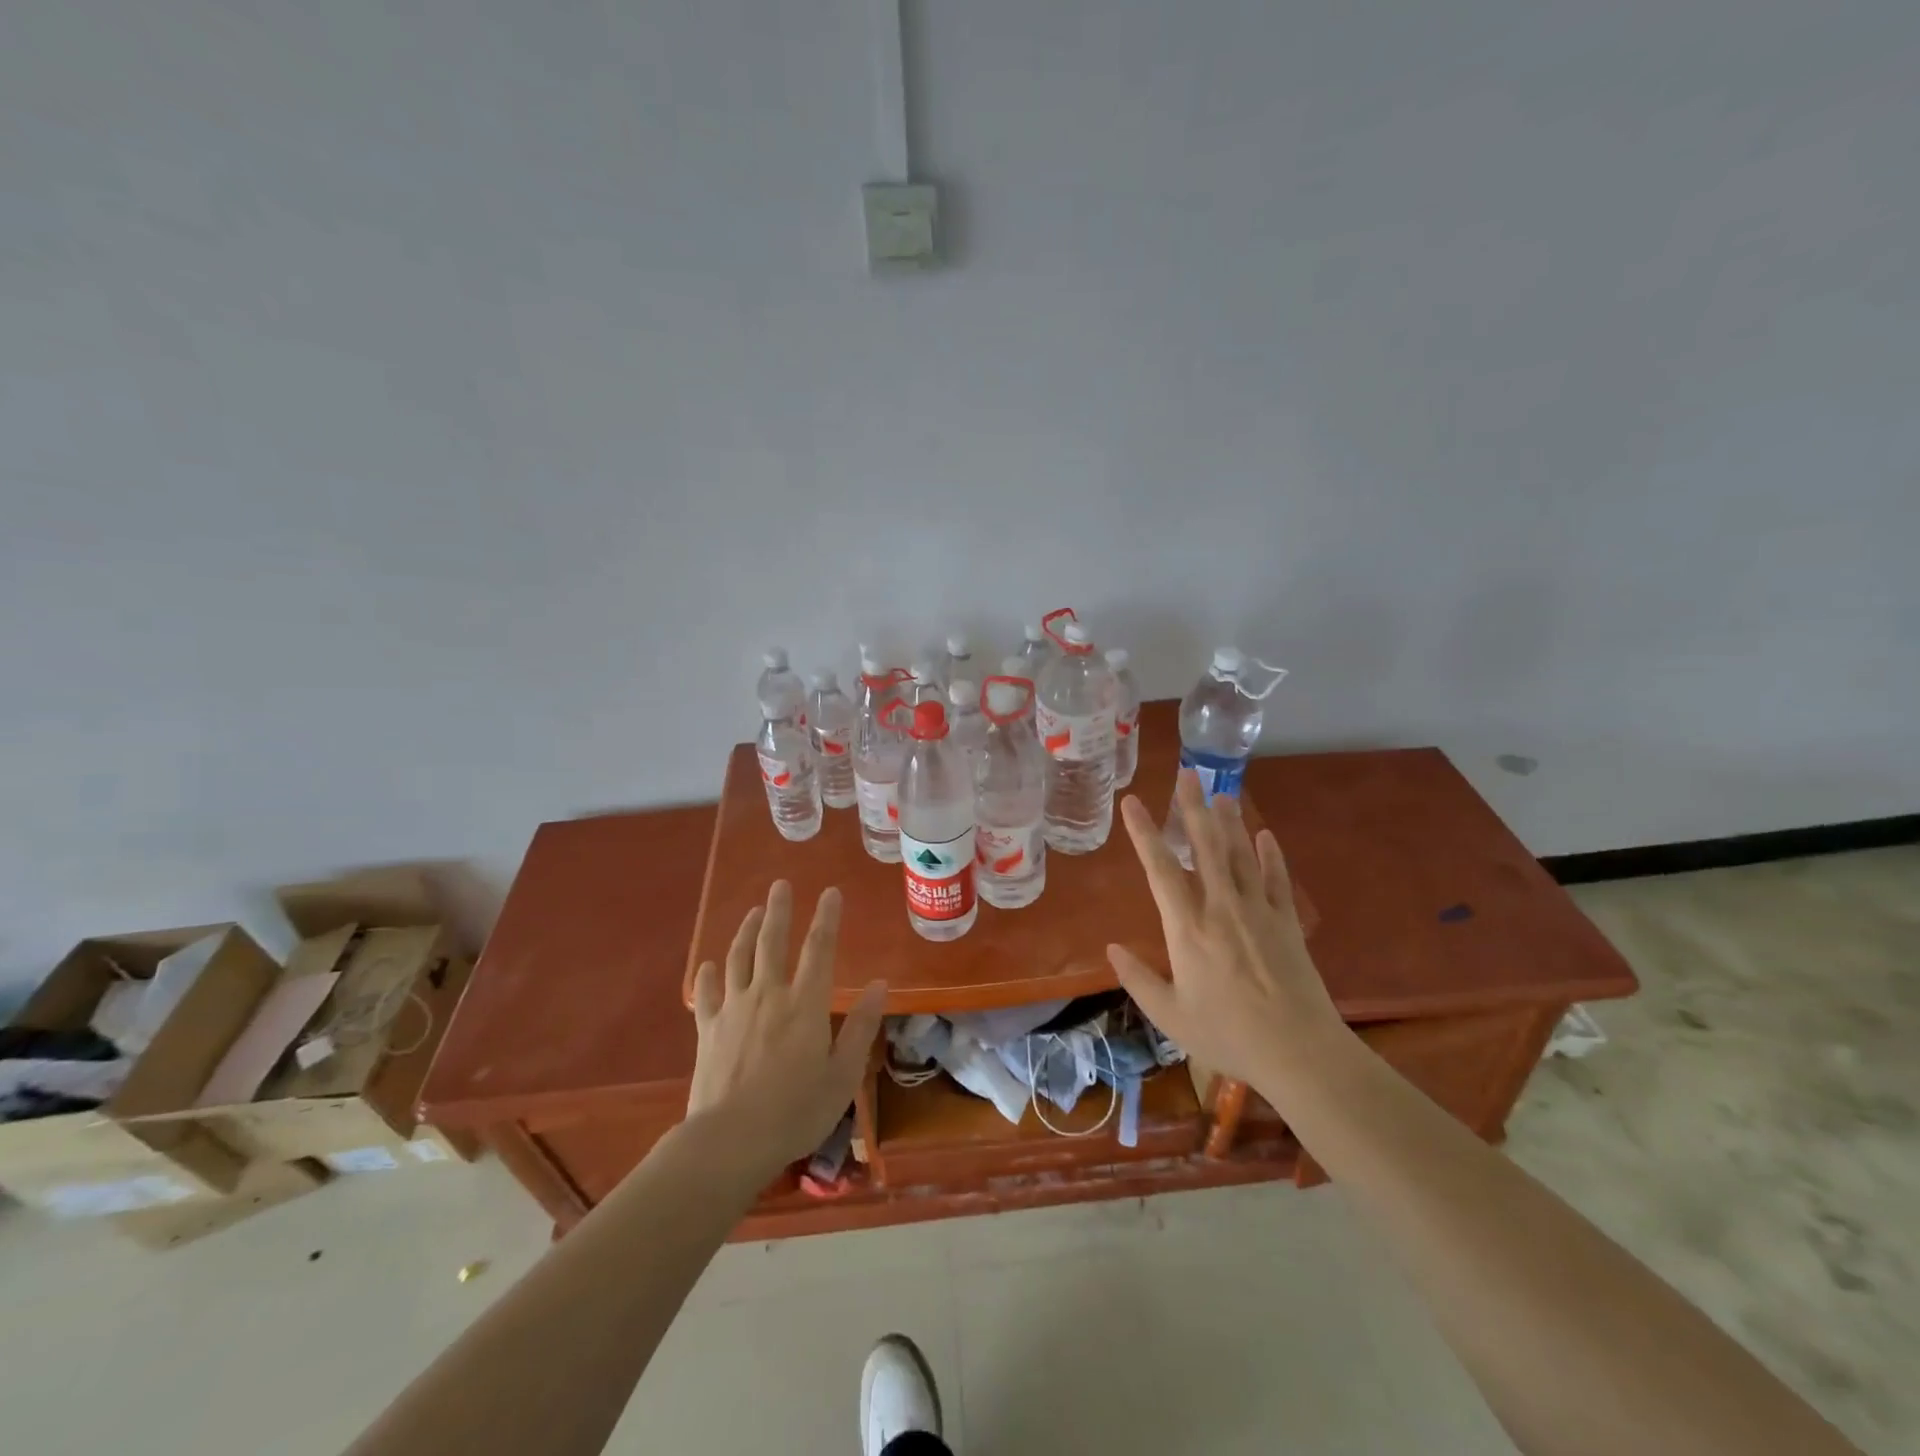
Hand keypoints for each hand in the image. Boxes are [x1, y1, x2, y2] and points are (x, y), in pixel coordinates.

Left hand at [687, 882, 885, 1170]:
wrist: (729, 1141)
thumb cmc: (795, 1112)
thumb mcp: (842, 1075)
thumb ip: (861, 1027)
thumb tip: (879, 985)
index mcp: (805, 1004)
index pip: (819, 949)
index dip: (827, 917)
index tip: (831, 892)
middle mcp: (769, 994)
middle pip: (773, 942)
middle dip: (779, 910)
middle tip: (780, 885)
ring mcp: (734, 1009)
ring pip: (739, 957)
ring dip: (747, 930)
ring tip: (754, 912)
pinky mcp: (708, 1029)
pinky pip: (707, 993)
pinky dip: (709, 974)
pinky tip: (709, 964)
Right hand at [1107, 771, 1342, 1094]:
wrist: (1300, 1052)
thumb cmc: (1228, 1035)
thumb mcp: (1170, 1016)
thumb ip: (1138, 980)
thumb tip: (1111, 948)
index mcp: (1188, 928)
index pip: (1160, 869)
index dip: (1144, 833)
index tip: (1132, 802)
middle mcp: (1222, 907)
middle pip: (1206, 846)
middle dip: (1192, 808)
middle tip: (1186, 774)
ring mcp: (1259, 911)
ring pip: (1241, 854)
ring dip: (1230, 821)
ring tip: (1221, 792)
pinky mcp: (1287, 922)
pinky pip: (1277, 878)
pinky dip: (1271, 854)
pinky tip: (1265, 835)